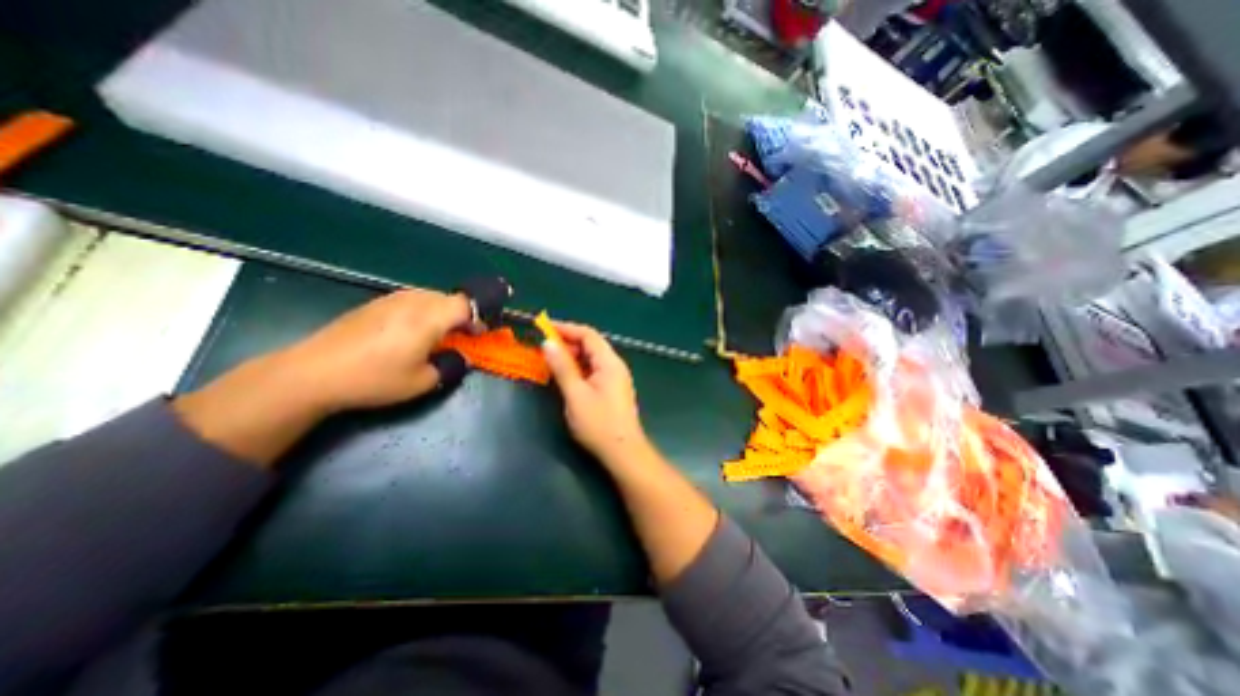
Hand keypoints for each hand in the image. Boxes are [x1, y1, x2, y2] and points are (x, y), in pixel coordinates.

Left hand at [278, 288, 475, 412]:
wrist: (314, 373)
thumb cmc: (375, 379)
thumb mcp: (422, 382)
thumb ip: (450, 366)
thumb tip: (461, 357)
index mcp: (428, 318)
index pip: (465, 305)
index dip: (477, 317)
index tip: (479, 334)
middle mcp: (412, 302)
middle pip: (448, 298)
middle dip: (461, 314)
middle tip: (461, 335)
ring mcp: (390, 300)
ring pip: (429, 296)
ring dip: (442, 311)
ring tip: (438, 332)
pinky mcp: (373, 304)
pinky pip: (409, 299)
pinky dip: (422, 310)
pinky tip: (410, 330)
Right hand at [543, 322, 649, 464]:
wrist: (623, 452)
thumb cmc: (599, 424)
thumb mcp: (576, 394)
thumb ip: (562, 367)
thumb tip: (548, 344)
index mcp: (610, 362)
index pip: (588, 335)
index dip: (566, 328)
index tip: (544, 328)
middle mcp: (615, 366)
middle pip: (591, 345)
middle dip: (567, 343)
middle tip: (544, 348)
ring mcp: (615, 378)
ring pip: (591, 359)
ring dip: (571, 357)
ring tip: (550, 361)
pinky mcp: (612, 390)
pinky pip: (593, 371)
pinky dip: (578, 369)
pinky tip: (565, 377)